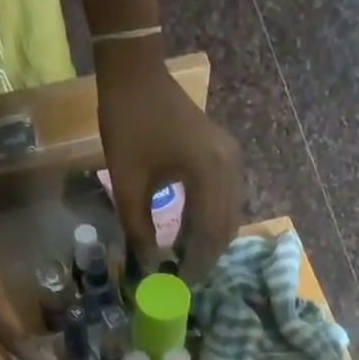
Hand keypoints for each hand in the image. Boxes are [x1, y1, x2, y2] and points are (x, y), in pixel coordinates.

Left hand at [96, 46, 243, 284]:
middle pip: (225, 228)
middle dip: (205, 258)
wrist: (135, 72)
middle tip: (182, 281)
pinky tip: (188, 236)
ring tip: (183, 263)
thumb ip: (139, 231)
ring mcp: (230, 159)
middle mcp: (229, 167)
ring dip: (208, 242)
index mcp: (209, 173)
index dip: (195, 265)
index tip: (178, 287)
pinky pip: (224, 200)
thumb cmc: (128, 124)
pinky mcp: (224, 155)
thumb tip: (149, 269)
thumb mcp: (128, 185)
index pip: (209, 235)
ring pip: (228, 216)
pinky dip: (209, 222)